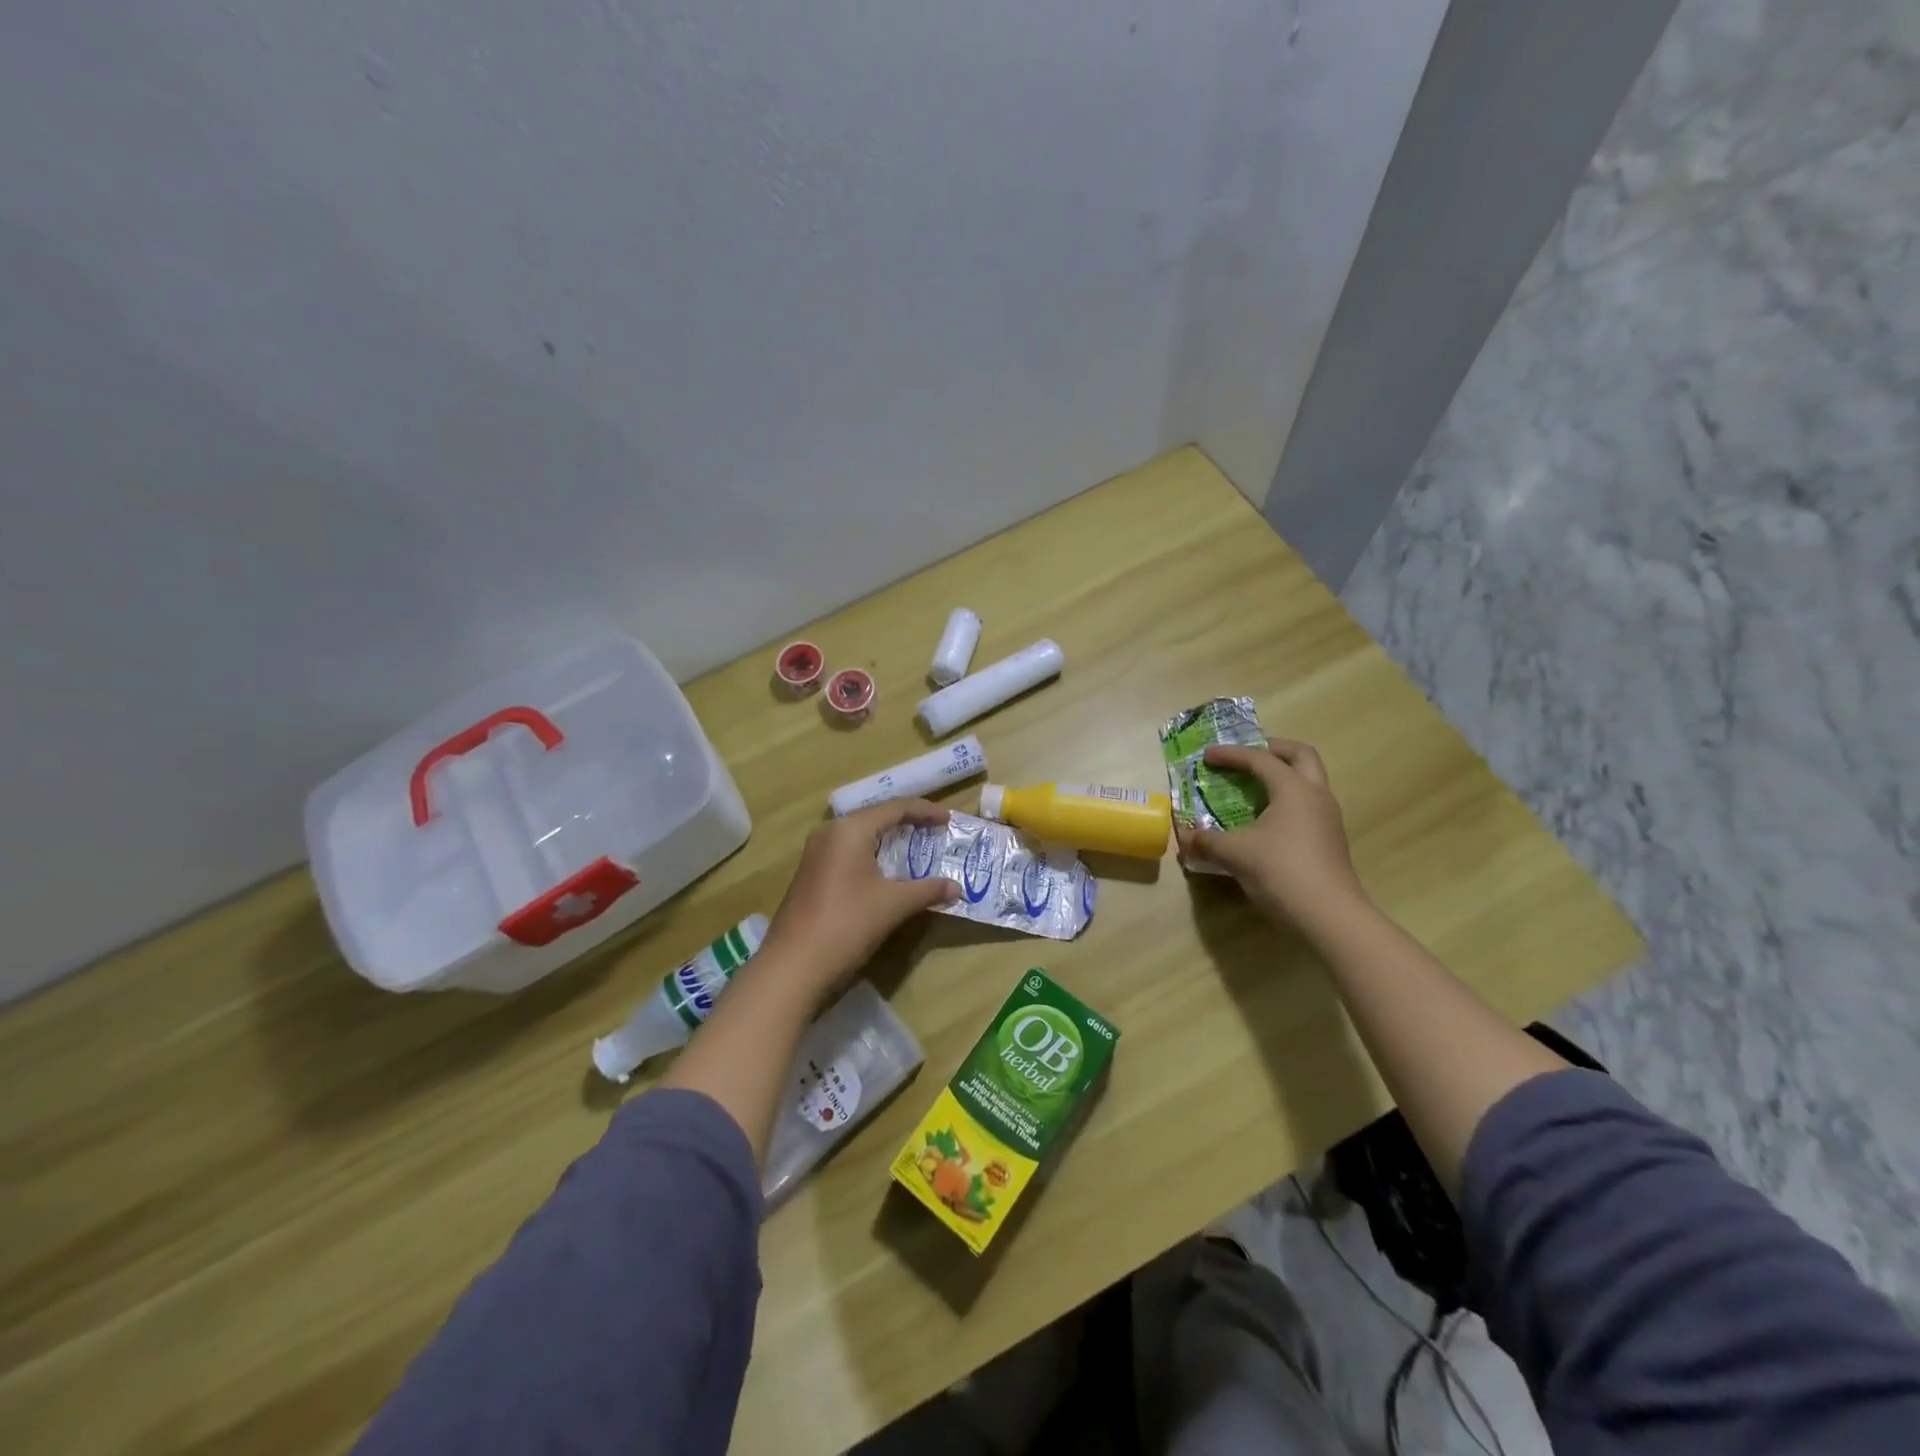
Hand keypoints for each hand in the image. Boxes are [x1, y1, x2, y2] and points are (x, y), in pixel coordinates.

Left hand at [759, 799, 958, 1002]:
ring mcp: (817, 854)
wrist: (792, 967)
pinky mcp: (812, 874)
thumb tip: (956, 888)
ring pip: (861, 837)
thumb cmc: (847, 925)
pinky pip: (849, 853)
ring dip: (889, 842)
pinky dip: (873, 856)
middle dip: (907, 824)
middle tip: (935, 833)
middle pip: (876, 818)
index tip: (949, 820)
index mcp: (850, 829)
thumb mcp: (894, 905)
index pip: (895, 808)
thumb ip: (927, 890)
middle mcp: (830, 833)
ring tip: (917, 850)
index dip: (925, 811)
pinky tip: (888, 873)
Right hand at [1178, 739, 1367, 930]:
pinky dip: (1288, 799)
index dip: (1232, 754)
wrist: (1329, 914)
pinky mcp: (1330, 839)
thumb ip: (1207, 841)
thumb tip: (1185, 839)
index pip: (1260, 759)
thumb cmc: (1281, 871)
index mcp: (1293, 788)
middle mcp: (1315, 794)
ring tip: (1255, 787)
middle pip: (1301, 755)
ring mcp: (1328, 817)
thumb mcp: (1235, 854)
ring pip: (1309, 780)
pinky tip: (1267, 820)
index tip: (1208, 756)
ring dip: (1283, 775)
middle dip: (1273, 749)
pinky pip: (1308, 804)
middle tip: (1248, 756)